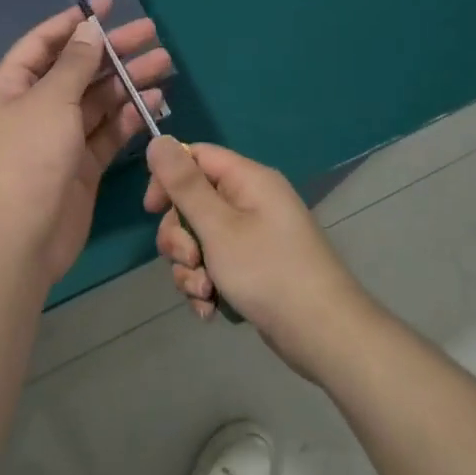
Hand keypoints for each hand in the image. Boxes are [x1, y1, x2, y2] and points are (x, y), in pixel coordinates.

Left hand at [0, 0, 171, 288]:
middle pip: (78, 68)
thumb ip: (74, 64)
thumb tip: (89, 29)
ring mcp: (59, 137)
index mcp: (13, 85)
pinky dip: (129, 115)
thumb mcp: (50, 101)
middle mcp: (35, 106)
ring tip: (164, 64)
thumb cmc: (27, 159)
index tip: (109, 5)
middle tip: (152, 34)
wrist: (18, 240)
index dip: (75, 21)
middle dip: (113, 50)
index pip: (45, 42)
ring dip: (127, 81)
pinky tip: (154, 100)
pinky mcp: (81, 165)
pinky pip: (107, 131)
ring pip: (97, 99)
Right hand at [144, 137, 373, 377]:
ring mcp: (255, 237)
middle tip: (189, 260)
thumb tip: (158, 139)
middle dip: (180, 237)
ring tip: (205, 293)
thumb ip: (184, 184)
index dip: (168, 178)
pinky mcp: (254, 268)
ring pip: (200, 240)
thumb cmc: (268, 271)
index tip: (152, 209)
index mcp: (248, 180)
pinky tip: (211, 309)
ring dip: (191, 268)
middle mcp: (252, 202)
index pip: (196, 157)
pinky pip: (216, 266)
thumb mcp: (217, 226)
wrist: (323, 334)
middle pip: (194, 202)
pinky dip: (207, 286)